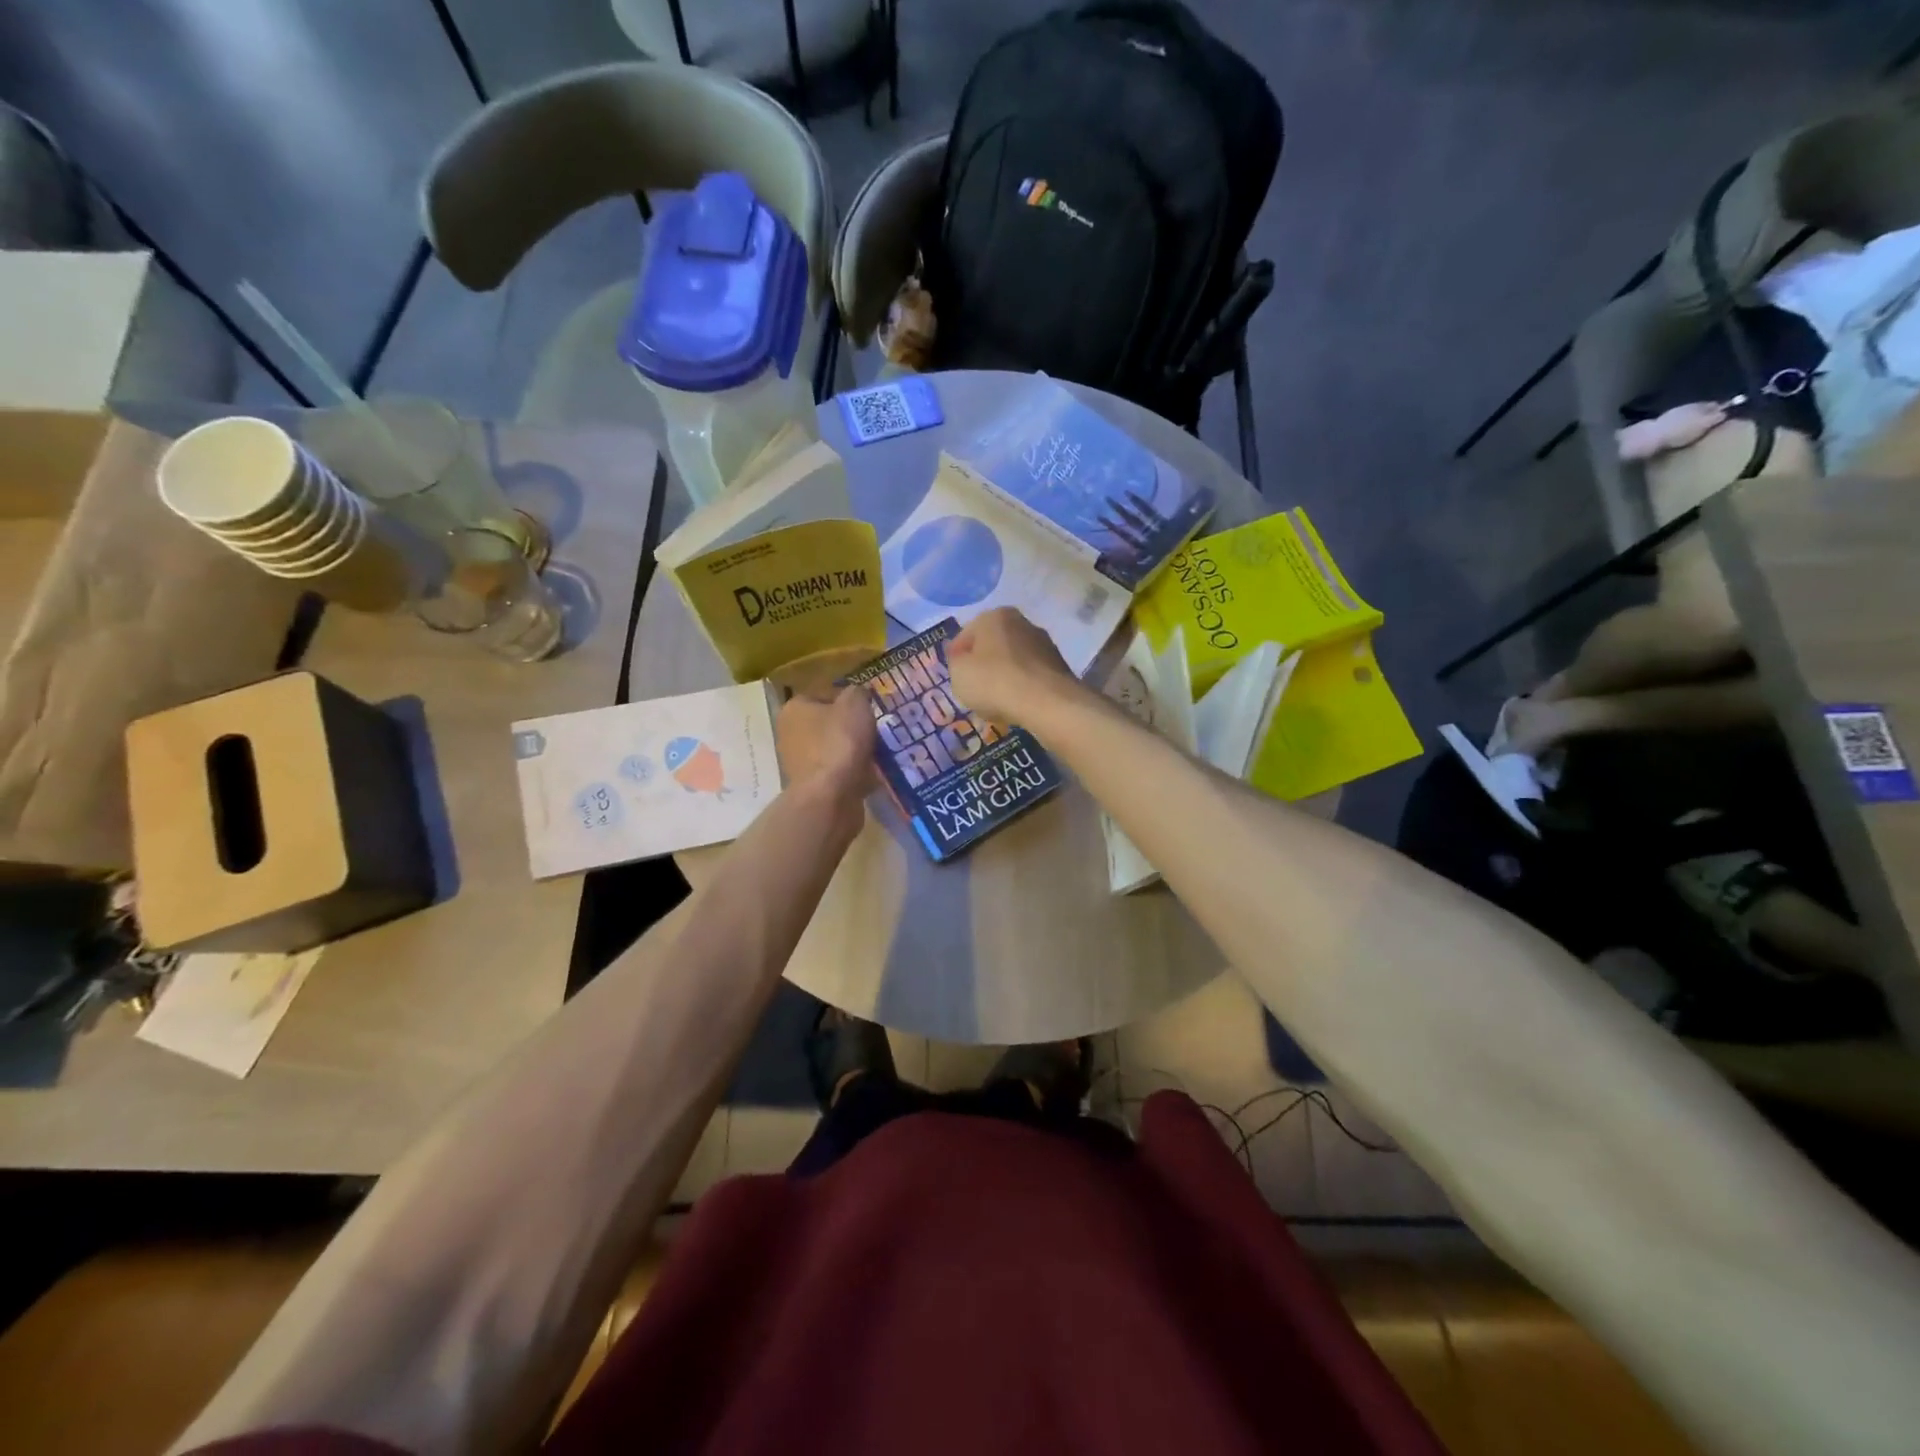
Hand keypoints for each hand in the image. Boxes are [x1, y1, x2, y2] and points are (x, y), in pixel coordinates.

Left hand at [776, 686, 875, 828]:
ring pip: (833, 749)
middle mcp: (789, 734)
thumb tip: (857, 695)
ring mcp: (798, 763)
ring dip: (853, 751)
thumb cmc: (840, 742)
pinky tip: (870, 774)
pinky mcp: (812, 787)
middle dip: (850, 728)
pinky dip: (853, 772)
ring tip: (876, 753)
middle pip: (827, 724)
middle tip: (874, 731)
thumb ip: (857, 693)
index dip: (848, 699)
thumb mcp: (855, 703)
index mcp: (794, 708)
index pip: (823, 694)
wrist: (830, 796)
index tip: (868, 709)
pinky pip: (838, 772)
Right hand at [948, 608, 1078, 726]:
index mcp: (994, 616)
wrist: (1047, 703)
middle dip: (982, 665)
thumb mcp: (959, 674)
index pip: (965, 635)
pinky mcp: (1059, 665)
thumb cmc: (995, 682)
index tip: (956, 677)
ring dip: (1003, 676)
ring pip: (1013, 661)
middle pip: (992, 646)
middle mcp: (1022, 622)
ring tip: (996, 701)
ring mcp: (1044, 643)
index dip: (956, 658)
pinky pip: (1030, 675)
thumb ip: (956, 663)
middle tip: (974, 689)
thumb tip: (964, 660)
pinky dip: (1022, 686)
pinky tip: (1016, 703)